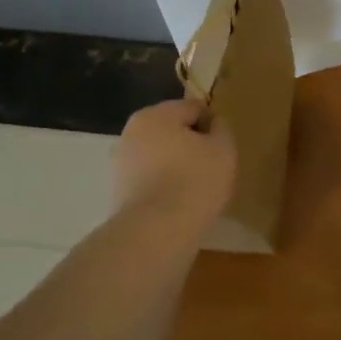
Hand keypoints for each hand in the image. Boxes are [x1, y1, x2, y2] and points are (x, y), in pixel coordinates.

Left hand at [112, 98, 236, 225]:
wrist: (156, 231)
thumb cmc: (194, 181)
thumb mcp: (223, 149)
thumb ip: (221, 129)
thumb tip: (213, 124)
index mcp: (156, 114)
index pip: (193, 108)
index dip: (213, 126)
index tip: (223, 149)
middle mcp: (131, 132)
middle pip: (172, 131)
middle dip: (191, 145)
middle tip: (211, 168)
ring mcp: (120, 162)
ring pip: (158, 156)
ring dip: (175, 165)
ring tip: (195, 189)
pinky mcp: (117, 191)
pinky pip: (149, 179)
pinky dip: (162, 186)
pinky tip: (177, 203)